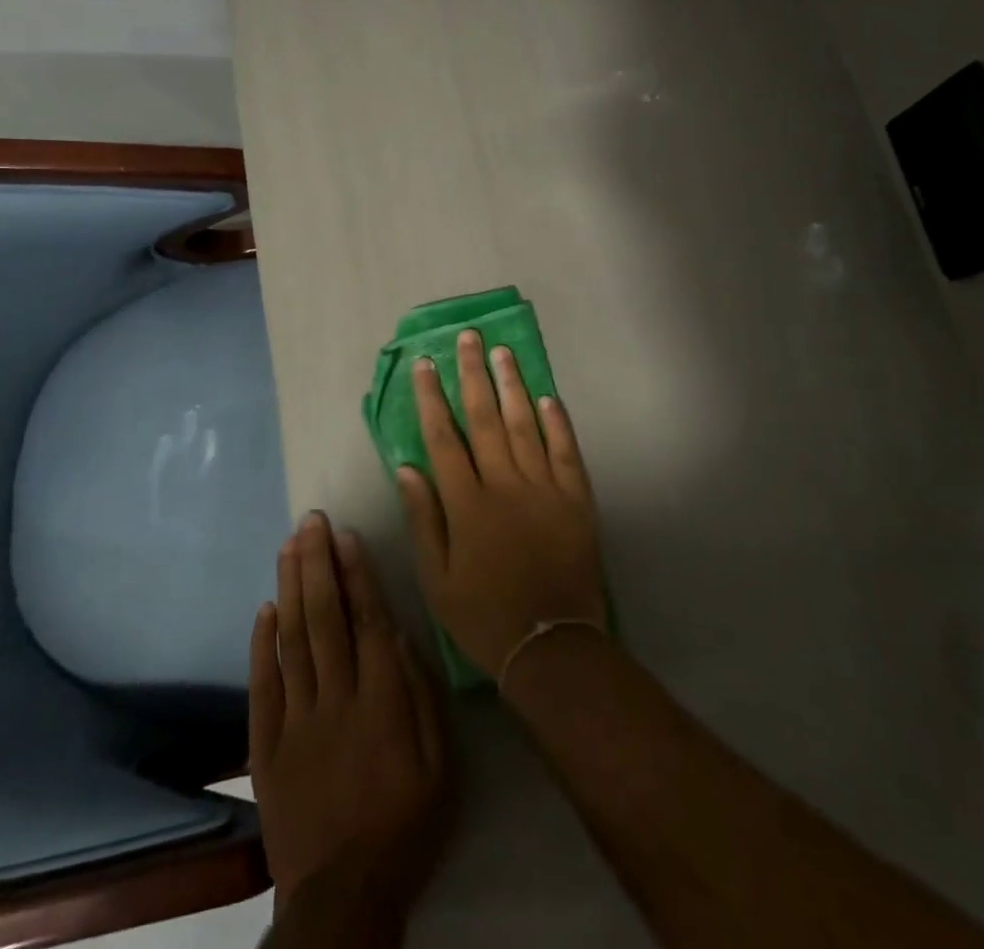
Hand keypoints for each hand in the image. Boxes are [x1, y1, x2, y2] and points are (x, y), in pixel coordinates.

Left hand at [249, 513, 453, 919]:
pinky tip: (264, 608)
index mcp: (381, 699)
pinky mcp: (267, 746)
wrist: (343, 897)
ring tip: (289, 545)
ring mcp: (296, 720)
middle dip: (317, 563)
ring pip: (292, 639)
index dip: (356, 573)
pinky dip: (262, 644)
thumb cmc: (405, 823)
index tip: (345, 535)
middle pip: (323, 617)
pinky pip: (262, 686)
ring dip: (291, 587)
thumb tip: (398, 633)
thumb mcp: (439, 762)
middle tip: (310, 520)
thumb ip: (419, 692)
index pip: (366, 619)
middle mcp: (336, 697)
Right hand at [397, 330, 607, 680]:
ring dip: (512, 385)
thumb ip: (423, 519)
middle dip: (472, 374)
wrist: (550, 646)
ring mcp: (544, 488)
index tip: (425, 364)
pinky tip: (548, 396)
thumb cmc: (484, 615)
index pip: (443, 437)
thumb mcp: (437, 579)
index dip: (431, 397)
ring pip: (524, 424)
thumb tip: (407, 467)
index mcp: (467, 503)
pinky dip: (557, 421)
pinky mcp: (575, 498)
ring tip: (502, 352)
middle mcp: (504, 484)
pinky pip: (565, 451)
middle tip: (467, 338)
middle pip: (484, 418)